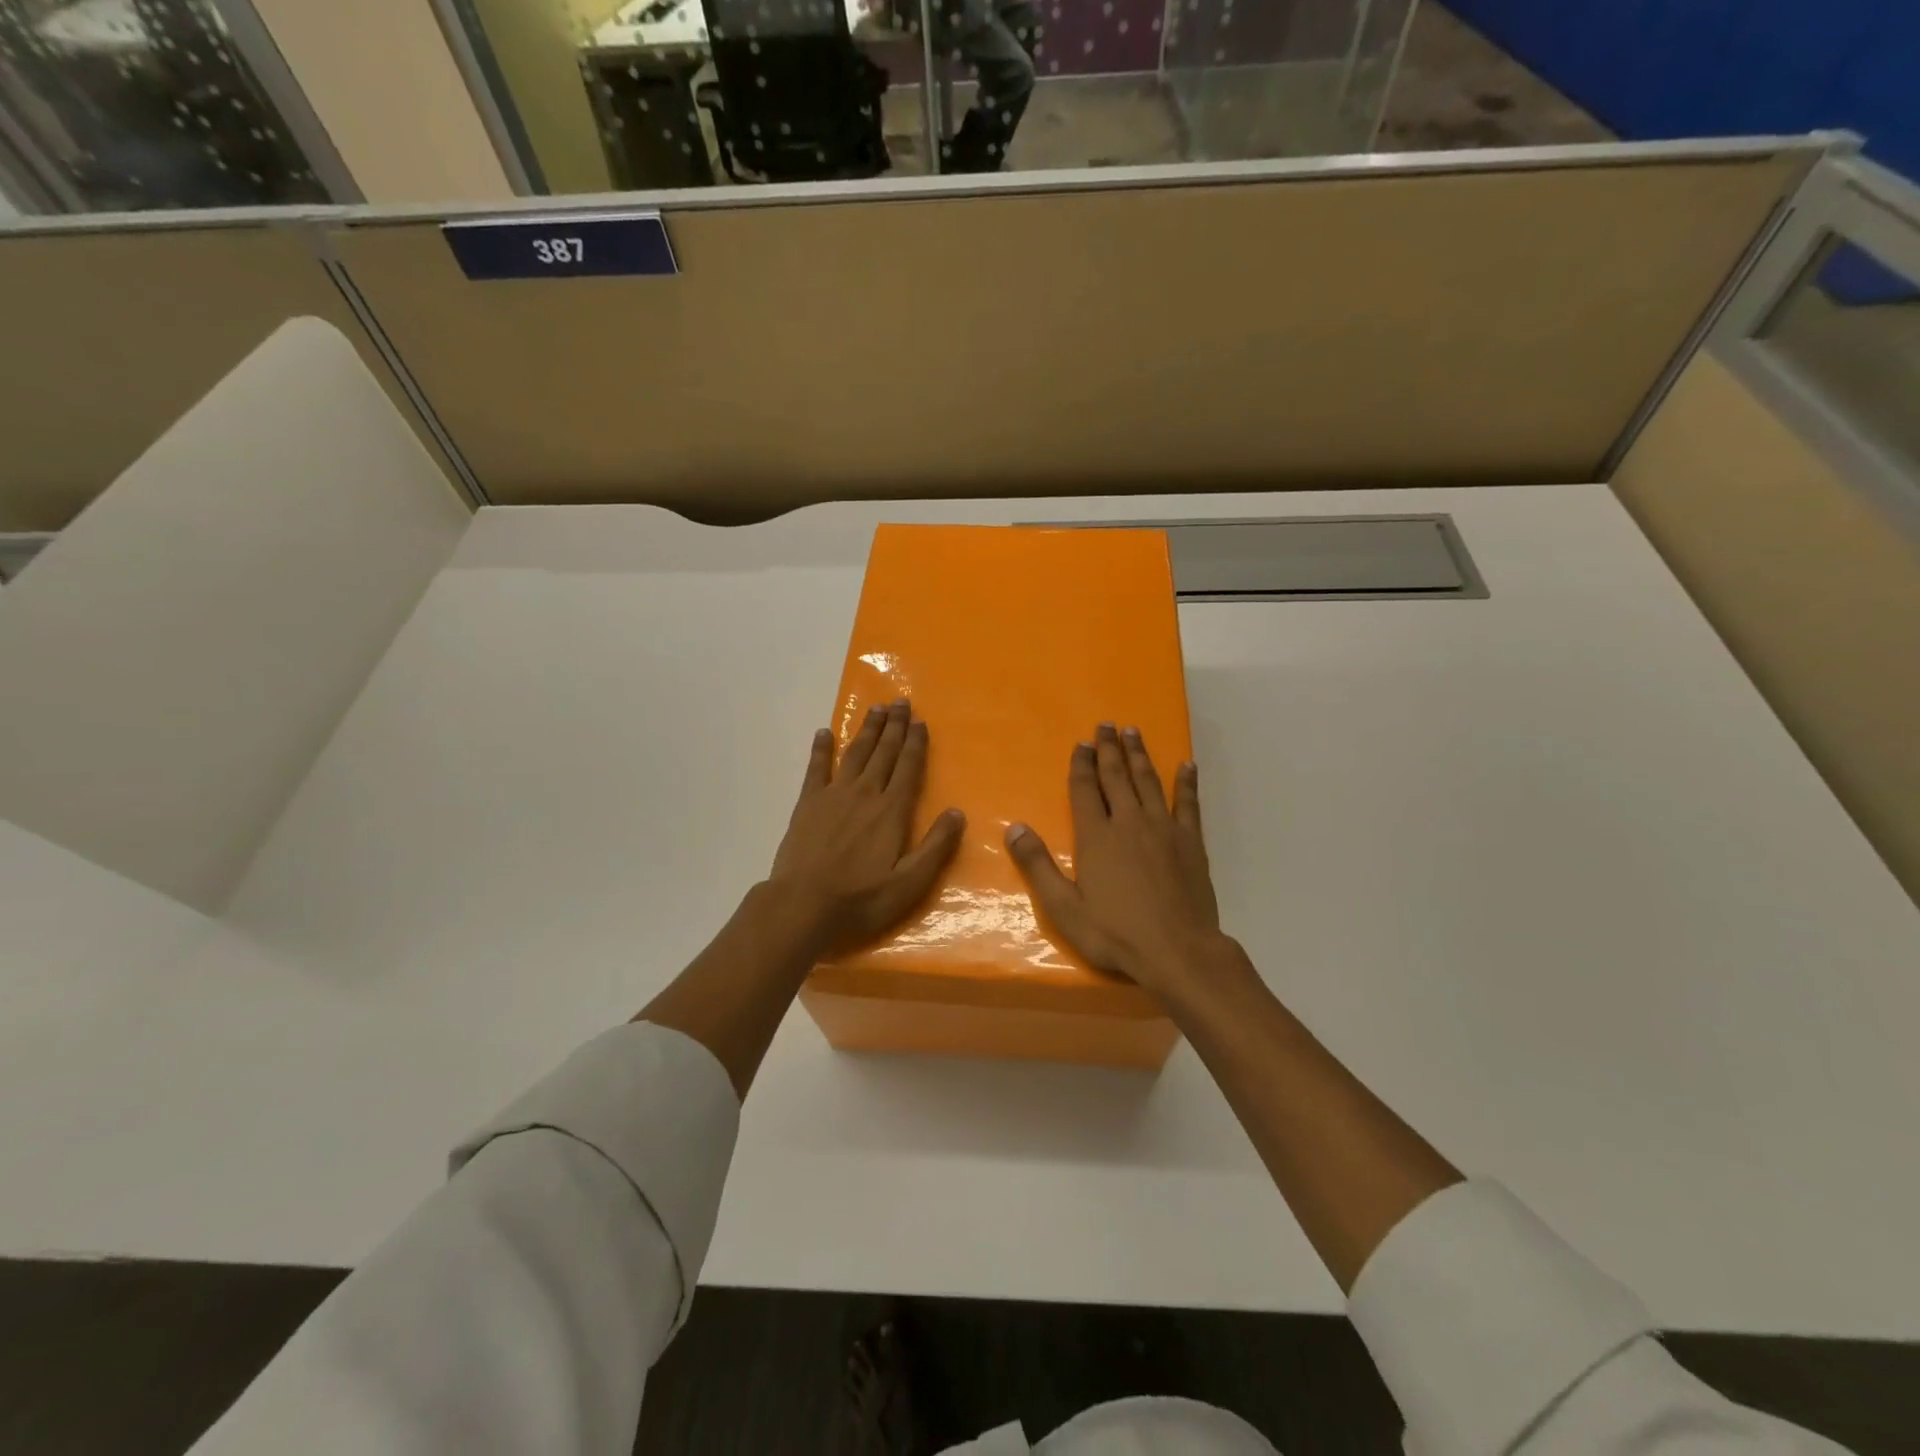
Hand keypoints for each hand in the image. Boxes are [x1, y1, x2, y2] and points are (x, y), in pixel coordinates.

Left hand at [768, 700, 964, 954]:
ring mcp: (833, 795)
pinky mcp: (807, 804)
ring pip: (855, 754)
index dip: (915, 743)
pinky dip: (821, 749)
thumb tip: (957, 812)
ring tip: (876, 709)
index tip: (920, 721)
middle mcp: (865, 794)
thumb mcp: (909, 883)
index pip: (908, 768)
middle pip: (883, 753)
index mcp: (891, 811)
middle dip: (894, 726)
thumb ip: (936, 847)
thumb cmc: (861, 899)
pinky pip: (816, 768)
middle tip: (900, 701)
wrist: (803, 905)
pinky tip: (824, 733)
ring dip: (867, 730)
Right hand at [1006, 724, 1233, 1001]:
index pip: (1085, 790)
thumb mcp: (1064, 908)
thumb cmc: (1116, 934)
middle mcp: (1129, 823)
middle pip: (1117, 777)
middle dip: (1109, 749)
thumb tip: (1014, 827)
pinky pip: (1188, 803)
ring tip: (1133, 732)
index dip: (1082, 765)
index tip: (1081, 743)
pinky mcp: (1191, 842)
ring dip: (1139, 755)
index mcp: (1096, 837)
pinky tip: (1187, 765)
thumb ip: (1038, 865)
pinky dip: (1187, 782)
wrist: (1178, 952)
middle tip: (1106, 724)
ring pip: (1149, 782)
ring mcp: (1163, 829)